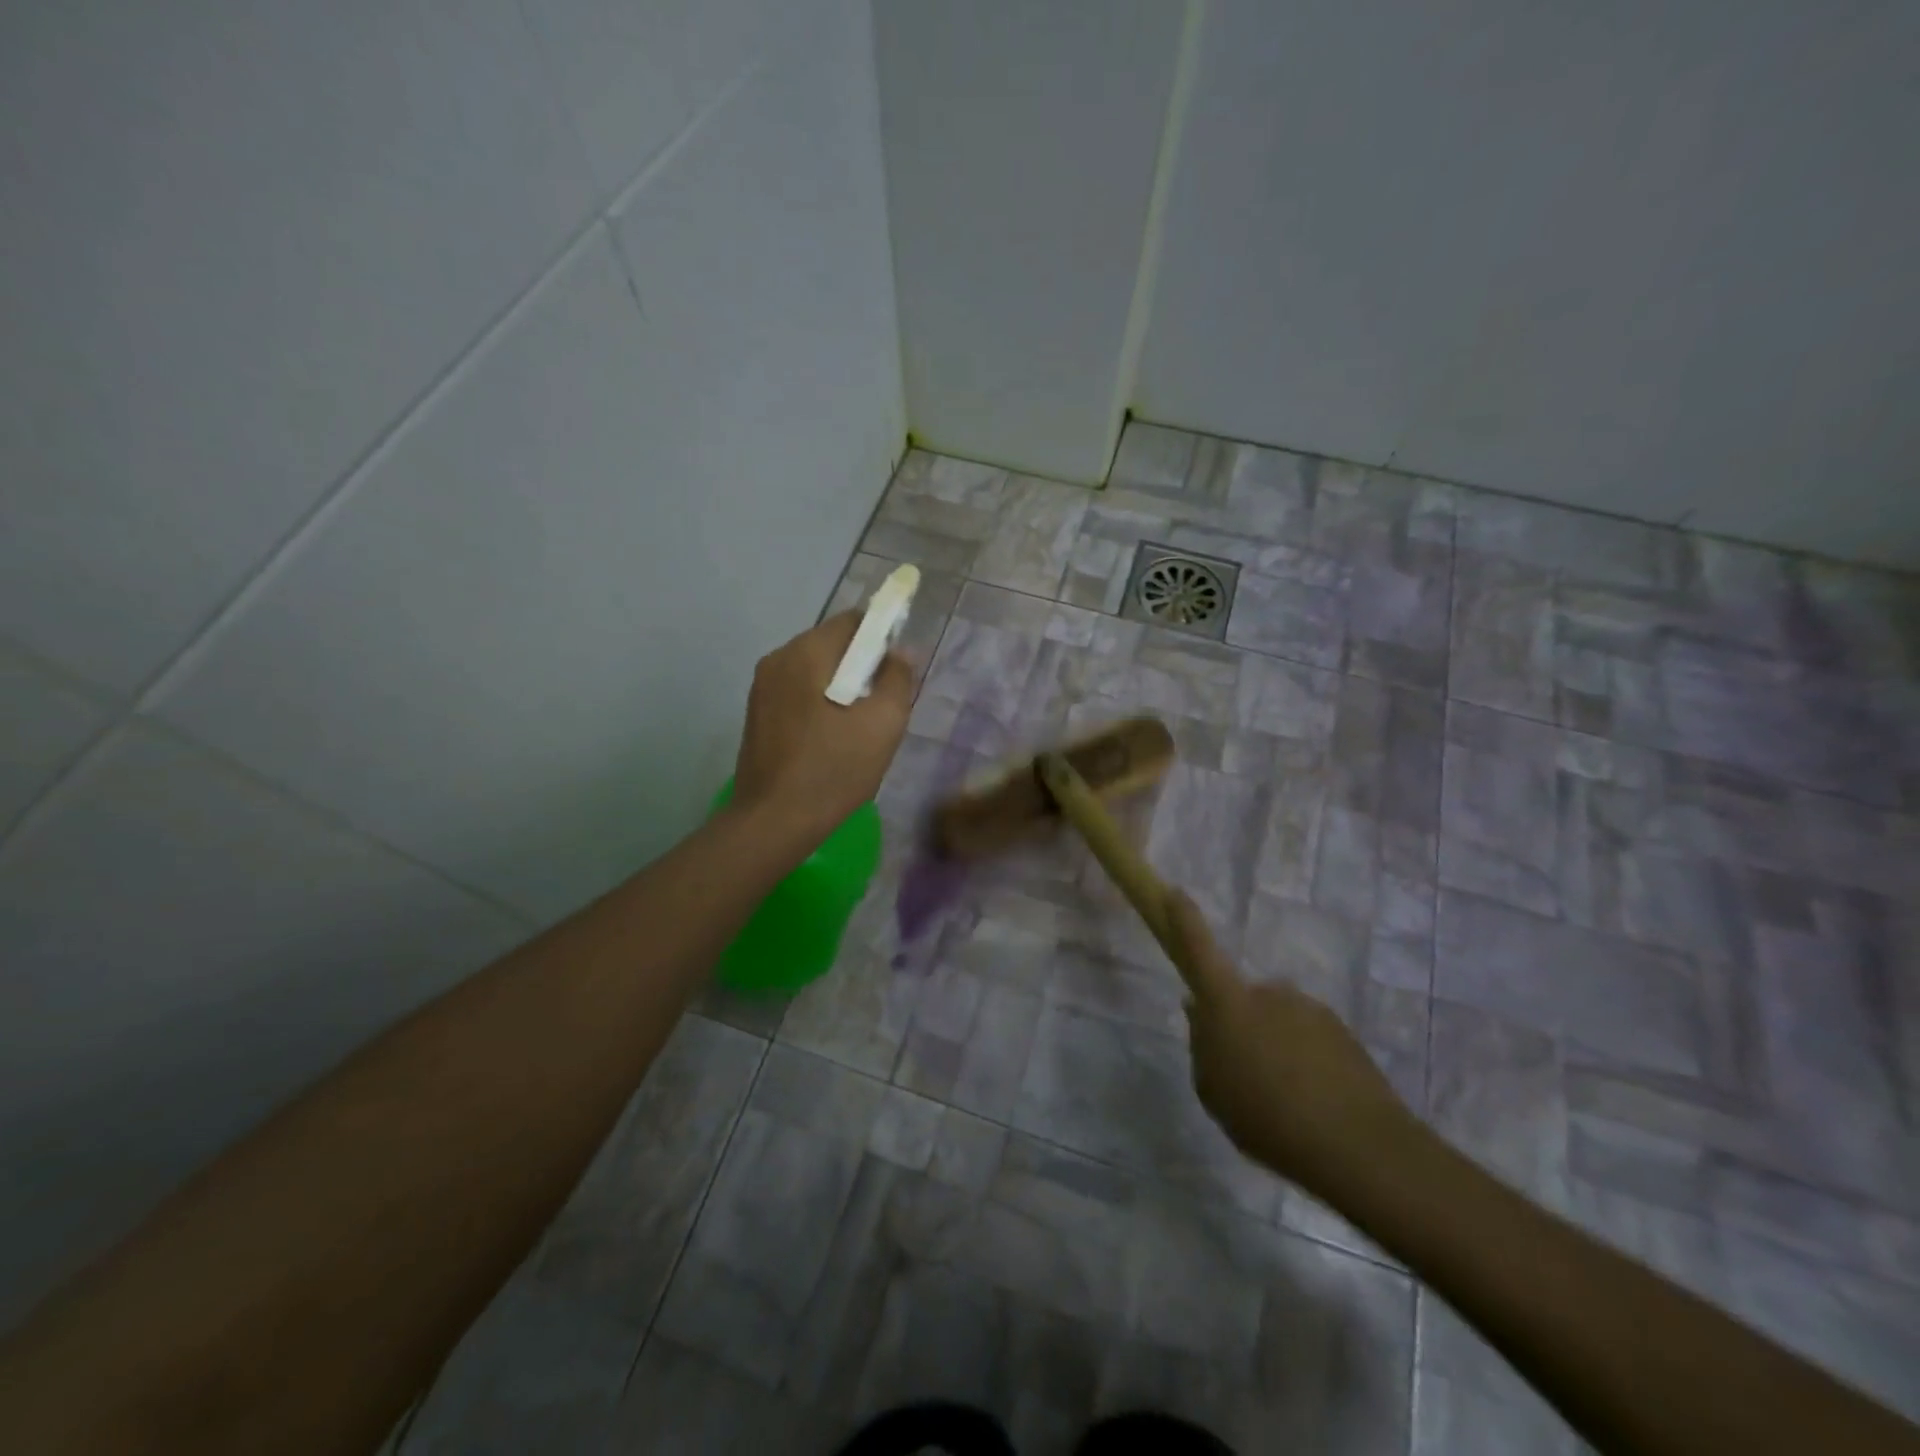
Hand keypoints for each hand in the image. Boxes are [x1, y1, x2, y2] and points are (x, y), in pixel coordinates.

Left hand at [732, 611, 913, 842]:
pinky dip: (820, 702)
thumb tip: (901, 652)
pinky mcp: (757, 713)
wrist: (774, 821)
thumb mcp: (883, 724)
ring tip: (858, 726)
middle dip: (861, 665)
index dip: (882, 637)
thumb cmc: (834, 769)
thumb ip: (897, 678)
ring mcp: (762, 687)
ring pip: (814, 670)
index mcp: (806, 652)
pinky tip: (831, 738)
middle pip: (832, 644)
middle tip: (881, 704)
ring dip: (841, 686)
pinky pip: (798, 692)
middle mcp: (778, 659)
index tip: (897, 670)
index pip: (853, 621)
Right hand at [1165, 891, 1415, 1195]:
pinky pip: (1308, 1038)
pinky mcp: (1342, 1031)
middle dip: (1240, 1024)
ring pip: (1277, 1019)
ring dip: (1274, 1045)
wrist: (1360, 1147)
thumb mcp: (1213, 1091)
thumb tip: (1199, 1012)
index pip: (1199, 948)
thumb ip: (1202, 1047)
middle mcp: (1269, 992)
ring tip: (1283, 1100)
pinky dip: (1304, 1061)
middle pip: (1242, 998)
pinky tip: (1311, 1103)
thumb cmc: (1268, 1118)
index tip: (1174, 892)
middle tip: (1243, 1072)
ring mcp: (1309, 1009)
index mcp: (1229, 1003)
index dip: (1184, 918)